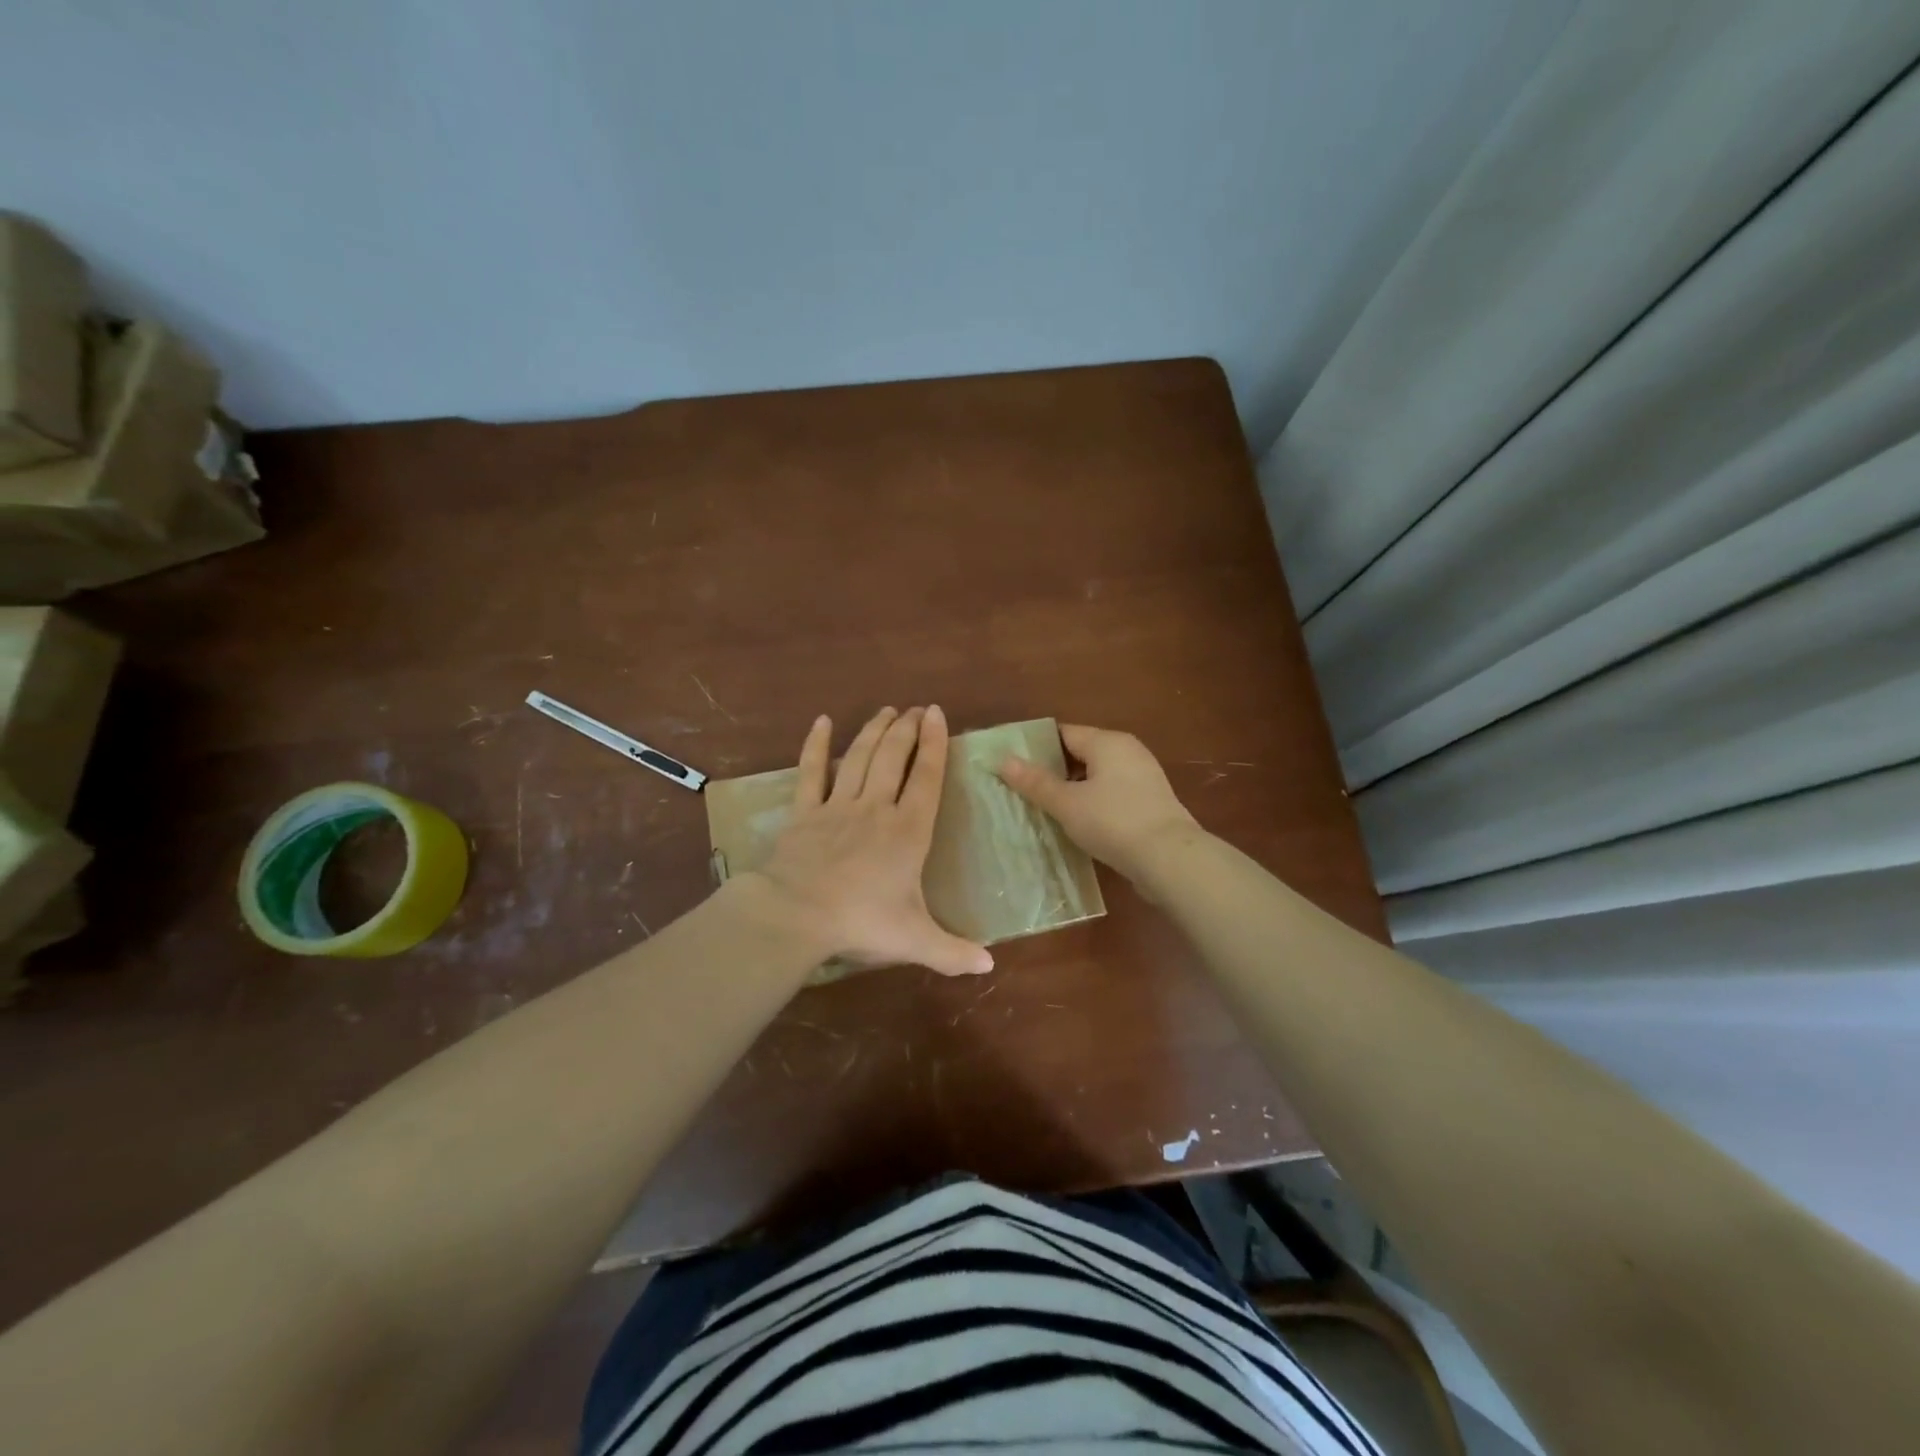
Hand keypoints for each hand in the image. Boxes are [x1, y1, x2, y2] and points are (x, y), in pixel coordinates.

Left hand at [747, 705, 992, 976]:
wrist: (796, 916)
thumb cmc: (861, 922)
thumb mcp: (915, 941)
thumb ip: (953, 951)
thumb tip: (990, 966)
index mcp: (908, 832)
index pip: (927, 778)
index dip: (935, 743)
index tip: (938, 713)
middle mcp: (876, 808)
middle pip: (893, 757)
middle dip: (907, 729)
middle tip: (916, 708)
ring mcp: (837, 806)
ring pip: (859, 757)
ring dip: (874, 730)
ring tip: (887, 710)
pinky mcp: (804, 813)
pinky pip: (811, 772)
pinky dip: (816, 746)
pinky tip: (822, 722)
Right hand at [996, 724, 1198, 878]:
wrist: (1170, 859)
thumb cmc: (1113, 822)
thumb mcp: (1067, 803)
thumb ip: (1035, 782)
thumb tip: (1004, 760)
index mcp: (1107, 742)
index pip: (1063, 733)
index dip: (1036, 746)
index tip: (1012, 764)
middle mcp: (1128, 751)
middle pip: (1081, 753)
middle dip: (1053, 770)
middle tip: (1023, 789)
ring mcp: (1143, 776)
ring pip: (1097, 776)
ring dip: (1073, 789)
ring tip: (1045, 808)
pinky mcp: (1150, 802)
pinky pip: (1112, 794)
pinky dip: (1093, 803)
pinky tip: (1077, 823)